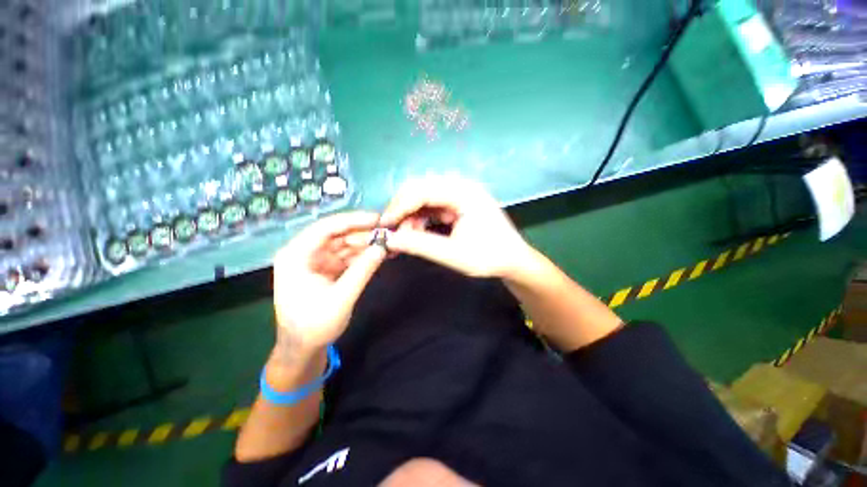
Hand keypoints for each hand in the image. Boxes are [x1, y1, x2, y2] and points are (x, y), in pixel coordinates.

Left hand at [272, 212, 385, 357]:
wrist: (302, 349)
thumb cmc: (314, 326)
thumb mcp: (341, 298)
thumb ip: (363, 271)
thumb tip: (383, 247)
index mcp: (297, 255)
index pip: (326, 228)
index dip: (354, 221)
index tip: (378, 219)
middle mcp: (305, 253)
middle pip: (338, 234)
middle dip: (364, 233)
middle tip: (389, 231)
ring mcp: (317, 261)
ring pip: (345, 244)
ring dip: (367, 244)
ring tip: (389, 242)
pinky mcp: (328, 269)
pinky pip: (348, 256)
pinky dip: (364, 255)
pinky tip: (380, 253)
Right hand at [380, 175, 533, 278]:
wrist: (513, 261)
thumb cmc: (489, 257)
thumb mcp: (453, 255)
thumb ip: (420, 245)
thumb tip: (389, 240)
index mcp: (464, 192)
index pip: (422, 190)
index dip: (399, 206)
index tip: (384, 225)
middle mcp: (460, 186)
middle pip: (420, 189)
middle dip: (403, 210)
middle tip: (393, 231)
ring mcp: (459, 193)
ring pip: (423, 197)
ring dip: (411, 216)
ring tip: (407, 238)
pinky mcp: (457, 203)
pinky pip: (431, 206)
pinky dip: (421, 219)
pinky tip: (417, 233)